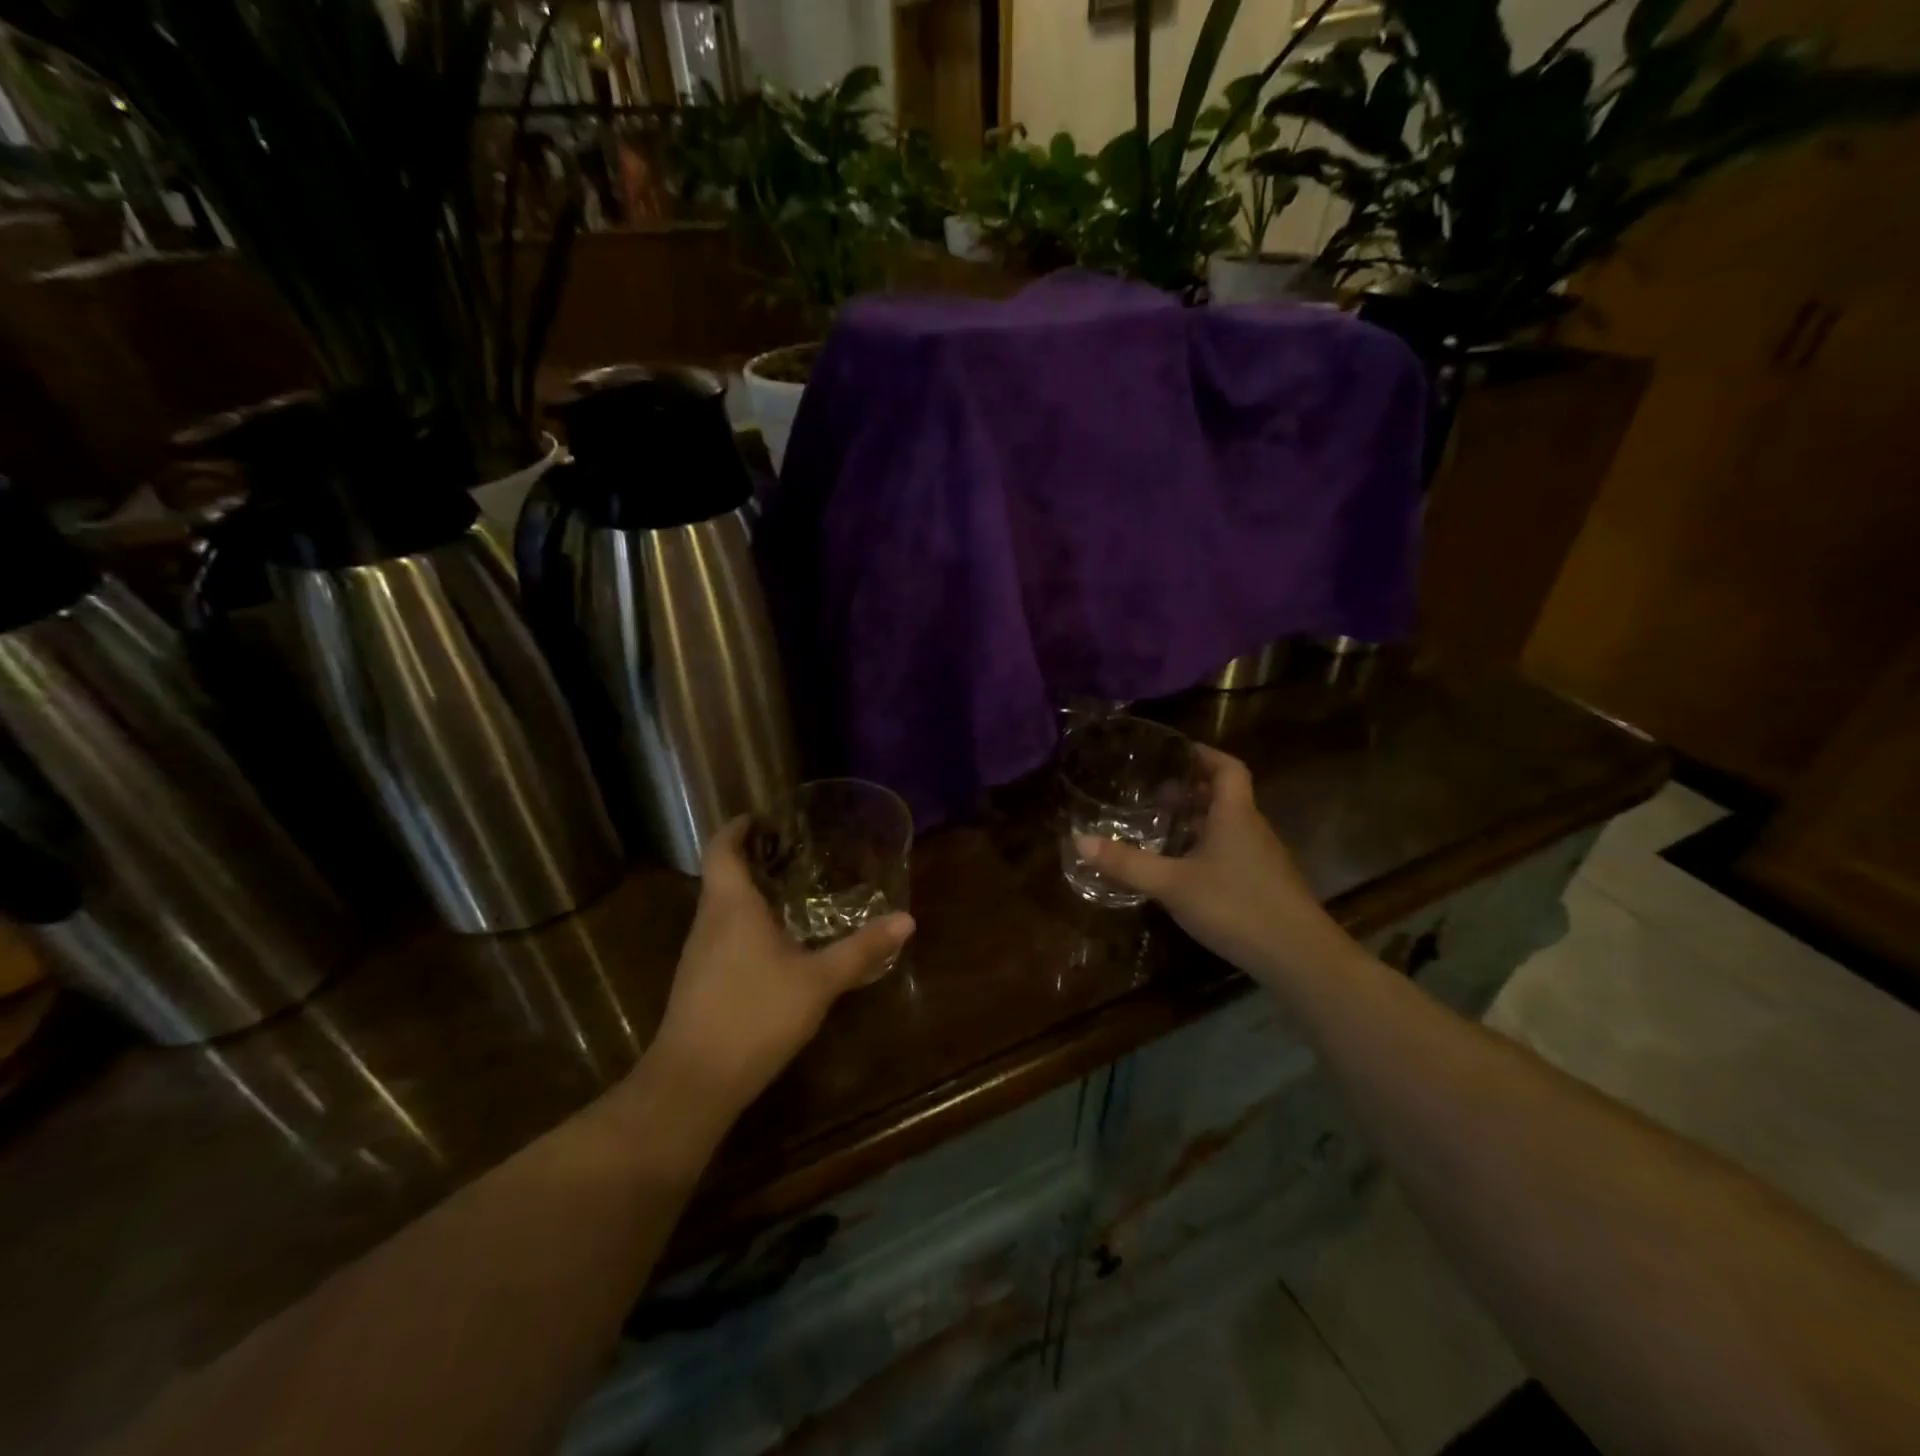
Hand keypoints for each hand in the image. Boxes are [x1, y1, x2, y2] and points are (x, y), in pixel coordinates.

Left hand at [644, 818, 914, 1127]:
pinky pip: (720, 936)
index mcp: (731, 906)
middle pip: (721, 876)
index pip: (722, 849)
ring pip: (720, 909)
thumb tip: (907, 920)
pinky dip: (743, 925)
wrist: (694, 1082)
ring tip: (787, 892)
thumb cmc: (755, 1014)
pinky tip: (772, 946)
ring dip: (747, 893)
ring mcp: (697, 955)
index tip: (760, 816)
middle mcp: (707, 922)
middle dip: (751, 859)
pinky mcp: (696, 983)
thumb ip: (861, 949)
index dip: (737, 828)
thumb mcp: (818, 981)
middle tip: (791, 852)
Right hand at [1076, 745, 1353, 986]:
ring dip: (1200, 820)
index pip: (1228, 768)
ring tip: (1165, 829)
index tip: (1176, 752)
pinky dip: (1209, 847)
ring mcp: (1263, 858)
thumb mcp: (1172, 884)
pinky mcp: (1266, 884)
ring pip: (1230, 825)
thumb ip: (1127, 863)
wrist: (1298, 956)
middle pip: (1227, 795)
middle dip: (1193, 789)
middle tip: (1157, 794)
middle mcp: (1252, 828)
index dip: (1204, 755)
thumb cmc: (1235, 906)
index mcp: (1234, 815)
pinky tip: (1187, 871)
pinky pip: (1234, 851)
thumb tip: (1080, 840)